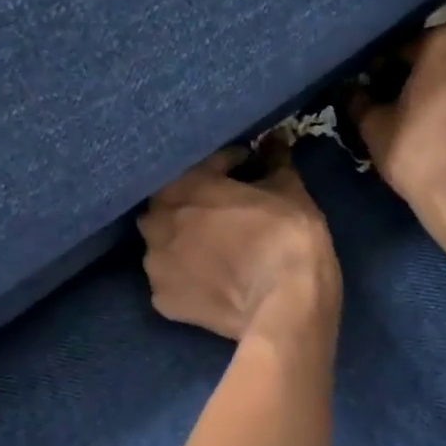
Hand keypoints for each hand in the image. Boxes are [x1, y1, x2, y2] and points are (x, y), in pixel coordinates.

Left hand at [139, 148, 340, 342]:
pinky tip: (210, 279)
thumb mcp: (289, 189)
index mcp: (186, 184)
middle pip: (173, 201)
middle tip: (224, 208)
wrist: (285, 304)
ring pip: (164, 242)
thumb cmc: (287, 236)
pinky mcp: (163, 301)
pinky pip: (172, 278)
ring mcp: (156, 264)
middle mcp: (159, 220)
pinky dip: (186, 275)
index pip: (207, 162)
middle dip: (195, 200)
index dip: (230, 163)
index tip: (249, 167)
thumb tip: (275, 141)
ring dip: (183, 238)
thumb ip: (275, 162)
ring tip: (213, 247)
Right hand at [354, 27, 445, 234]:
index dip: (384, 68)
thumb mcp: (376, 129)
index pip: (405, 46)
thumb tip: (352, 91)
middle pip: (445, 61)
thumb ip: (360, 101)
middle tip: (404, 109)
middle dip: (424, 78)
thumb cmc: (422, 156)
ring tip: (436, 128)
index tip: (374, 90)